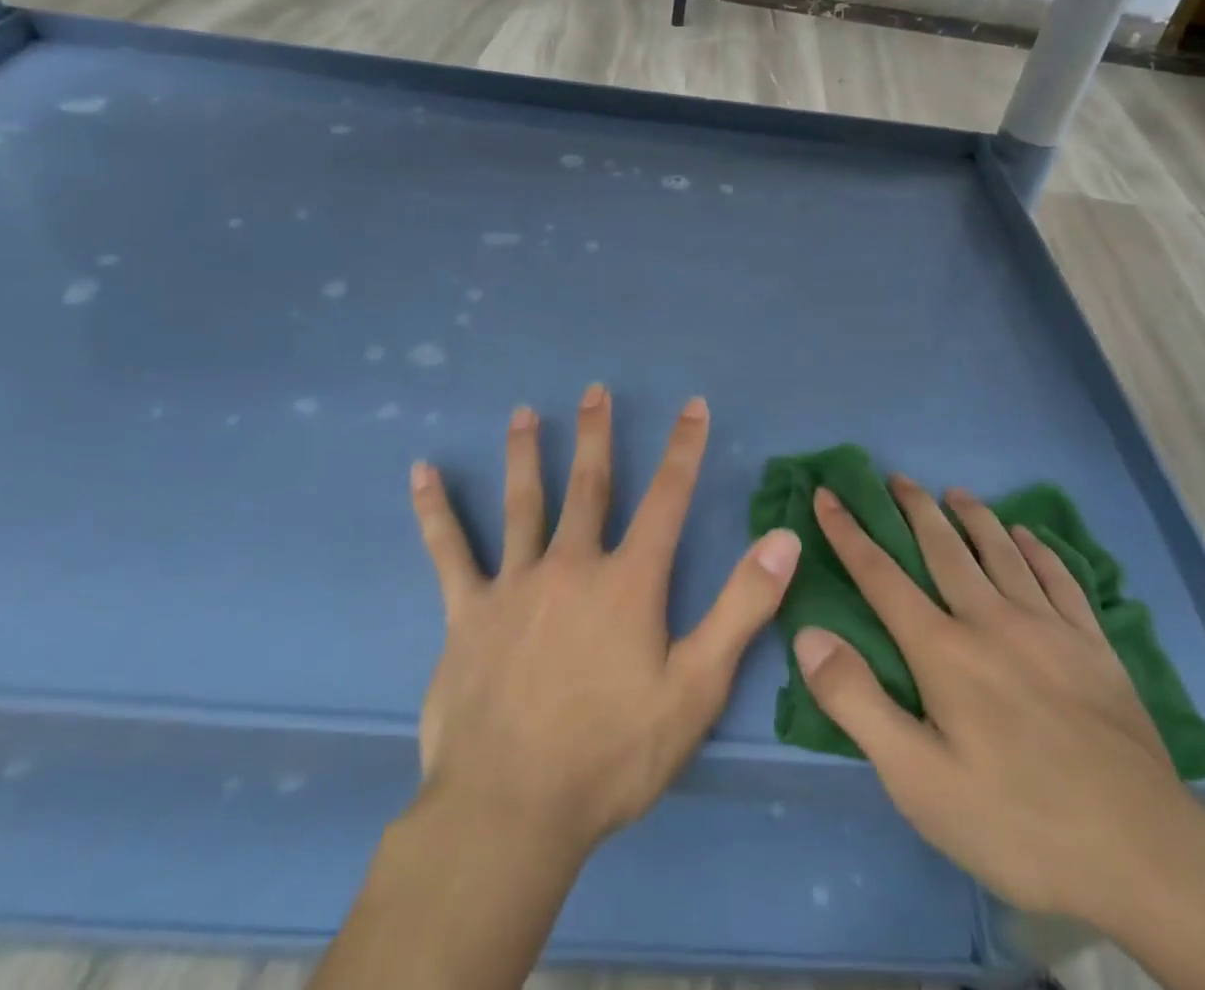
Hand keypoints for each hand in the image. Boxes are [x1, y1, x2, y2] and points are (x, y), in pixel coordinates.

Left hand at [409, 384, 803, 856]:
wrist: (511, 812)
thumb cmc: (612, 754)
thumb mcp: (696, 688)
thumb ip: (742, 608)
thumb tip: (783, 539)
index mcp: (628, 581)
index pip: (666, 498)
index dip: (683, 449)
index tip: (692, 406)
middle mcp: (571, 564)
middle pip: (589, 486)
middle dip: (597, 435)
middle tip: (595, 391)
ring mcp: (514, 583)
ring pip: (522, 503)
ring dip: (526, 453)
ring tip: (525, 412)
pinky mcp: (466, 612)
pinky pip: (448, 550)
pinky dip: (435, 510)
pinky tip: (420, 473)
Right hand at [793, 476, 1204, 930]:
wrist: (1145, 856)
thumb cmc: (1016, 821)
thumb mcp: (917, 780)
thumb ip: (857, 701)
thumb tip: (808, 634)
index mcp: (943, 650)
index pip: (881, 575)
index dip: (849, 533)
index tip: (828, 495)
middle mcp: (991, 621)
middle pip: (944, 548)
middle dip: (915, 509)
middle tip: (897, 477)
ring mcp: (1049, 629)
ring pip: (1002, 552)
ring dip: (974, 517)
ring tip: (956, 493)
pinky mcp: (1094, 647)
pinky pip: (1061, 579)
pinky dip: (1040, 550)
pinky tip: (1030, 537)